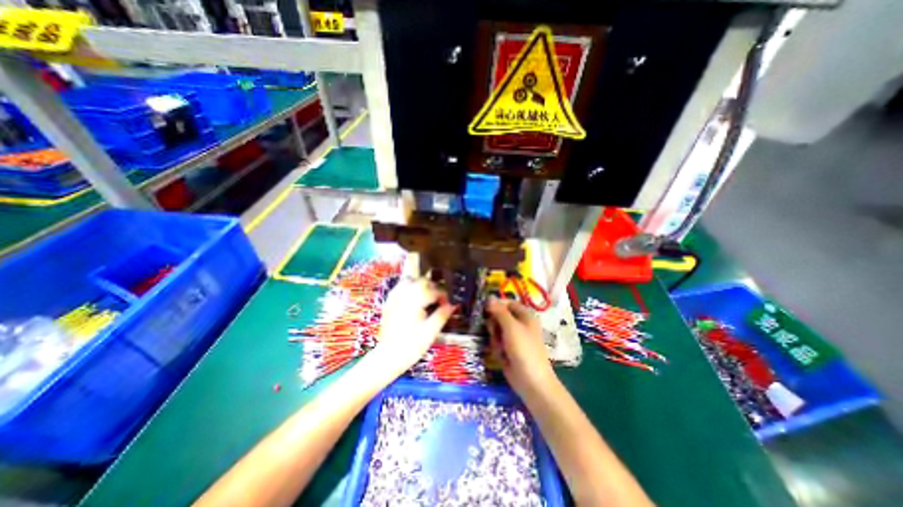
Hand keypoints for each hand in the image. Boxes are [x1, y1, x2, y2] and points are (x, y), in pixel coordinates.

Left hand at [374, 275, 459, 374]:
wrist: (388, 357)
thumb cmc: (411, 346)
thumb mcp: (431, 332)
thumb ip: (443, 314)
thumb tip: (453, 304)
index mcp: (415, 300)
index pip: (434, 290)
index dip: (444, 296)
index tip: (448, 304)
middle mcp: (403, 294)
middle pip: (422, 281)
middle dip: (433, 288)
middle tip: (439, 301)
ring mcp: (394, 296)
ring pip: (411, 280)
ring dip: (421, 285)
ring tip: (427, 297)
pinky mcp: (389, 301)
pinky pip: (401, 286)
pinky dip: (410, 287)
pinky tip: (414, 298)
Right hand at [486, 297, 557, 395]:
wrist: (531, 381)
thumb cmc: (524, 350)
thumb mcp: (511, 327)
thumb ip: (499, 311)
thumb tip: (489, 297)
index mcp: (525, 316)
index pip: (508, 303)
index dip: (497, 305)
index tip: (485, 309)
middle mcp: (520, 325)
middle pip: (500, 316)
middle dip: (495, 325)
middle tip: (495, 331)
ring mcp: (514, 338)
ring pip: (496, 330)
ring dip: (495, 338)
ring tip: (500, 347)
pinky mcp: (508, 350)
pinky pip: (497, 342)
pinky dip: (497, 348)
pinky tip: (502, 356)